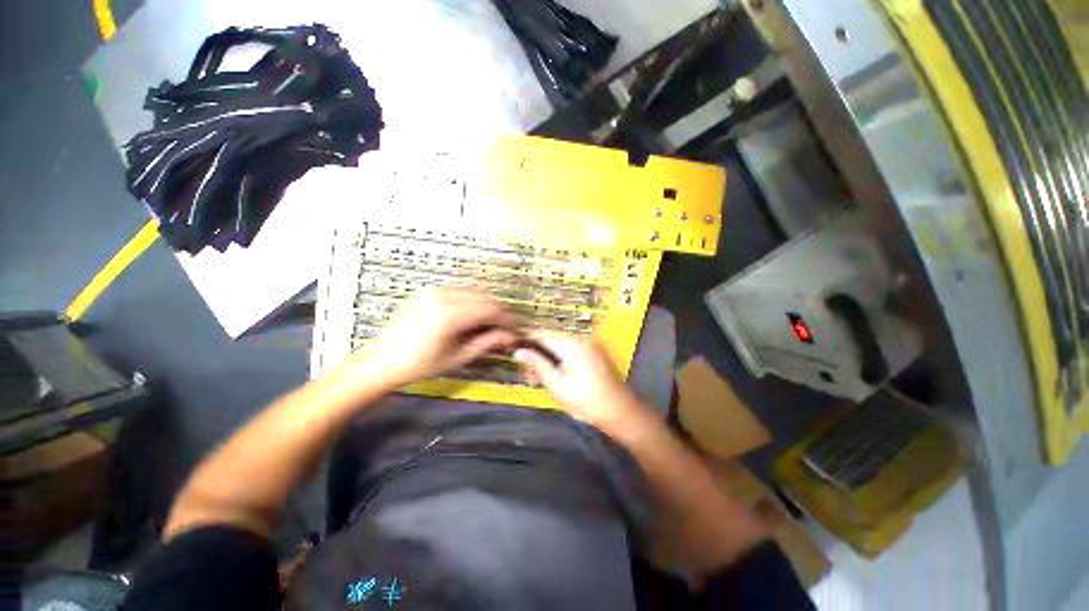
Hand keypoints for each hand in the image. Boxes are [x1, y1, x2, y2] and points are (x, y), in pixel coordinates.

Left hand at [347, 288, 518, 386]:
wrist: (382, 361)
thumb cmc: (420, 365)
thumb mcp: (458, 357)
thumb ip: (487, 342)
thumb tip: (511, 335)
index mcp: (450, 314)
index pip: (491, 309)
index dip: (508, 318)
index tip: (516, 328)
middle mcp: (443, 295)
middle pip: (484, 297)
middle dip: (499, 312)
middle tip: (506, 327)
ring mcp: (434, 290)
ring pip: (473, 292)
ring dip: (486, 306)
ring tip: (491, 323)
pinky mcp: (428, 291)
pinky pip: (459, 292)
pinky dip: (471, 302)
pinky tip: (472, 317)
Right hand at [513, 331, 647, 433]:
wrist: (621, 411)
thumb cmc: (586, 402)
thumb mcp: (557, 386)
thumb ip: (538, 365)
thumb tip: (519, 351)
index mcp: (572, 345)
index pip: (543, 333)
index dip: (527, 337)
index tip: (513, 344)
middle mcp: (582, 338)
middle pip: (553, 334)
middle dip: (538, 344)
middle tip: (525, 358)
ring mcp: (591, 343)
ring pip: (563, 339)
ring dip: (549, 348)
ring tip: (539, 364)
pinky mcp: (596, 349)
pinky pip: (573, 345)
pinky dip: (561, 351)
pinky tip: (557, 365)